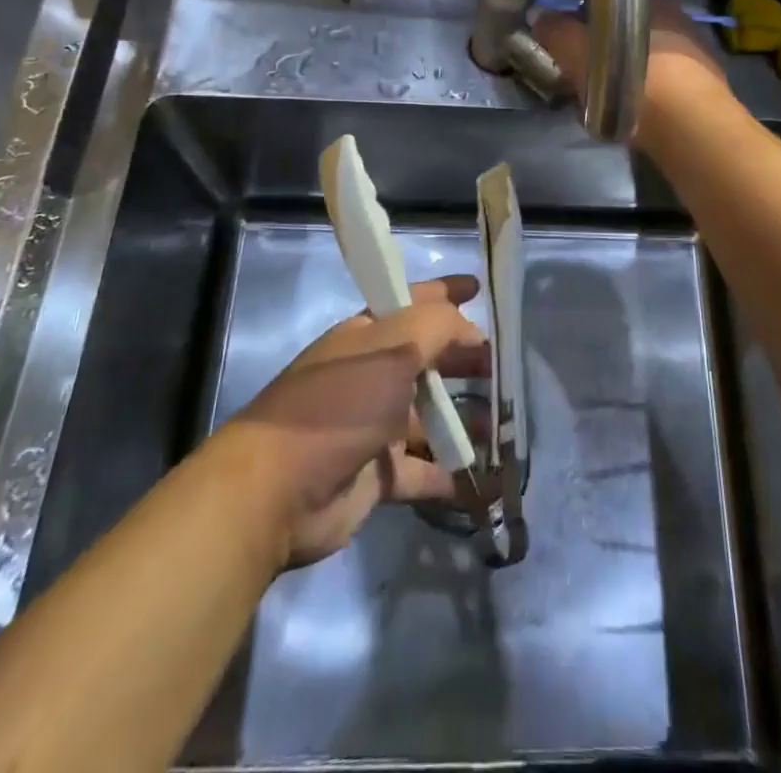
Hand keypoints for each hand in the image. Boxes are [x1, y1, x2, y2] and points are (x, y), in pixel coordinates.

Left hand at [217, 275, 488, 567]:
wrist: (277, 491)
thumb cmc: (339, 404)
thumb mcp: (392, 348)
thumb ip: (437, 326)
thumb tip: (470, 329)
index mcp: (368, 336)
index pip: (413, 301)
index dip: (445, 292)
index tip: (479, 288)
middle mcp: (371, 376)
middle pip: (427, 360)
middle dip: (464, 359)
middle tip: (503, 367)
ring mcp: (373, 427)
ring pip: (429, 417)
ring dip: (464, 419)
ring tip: (504, 425)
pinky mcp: (377, 476)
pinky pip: (424, 470)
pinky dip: (452, 475)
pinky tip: (485, 480)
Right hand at [533, 0, 728, 136]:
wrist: (687, 126)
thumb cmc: (631, 79)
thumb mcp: (580, 53)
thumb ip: (558, 32)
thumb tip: (539, 16)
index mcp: (653, 2)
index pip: (615, 2)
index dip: (590, 20)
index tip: (573, 42)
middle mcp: (679, 21)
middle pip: (632, 32)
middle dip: (610, 49)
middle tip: (586, 74)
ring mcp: (697, 56)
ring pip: (650, 60)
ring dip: (629, 75)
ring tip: (607, 100)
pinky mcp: (706, 91)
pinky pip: (666, 88)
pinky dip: (649, 97)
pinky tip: (635, 114)